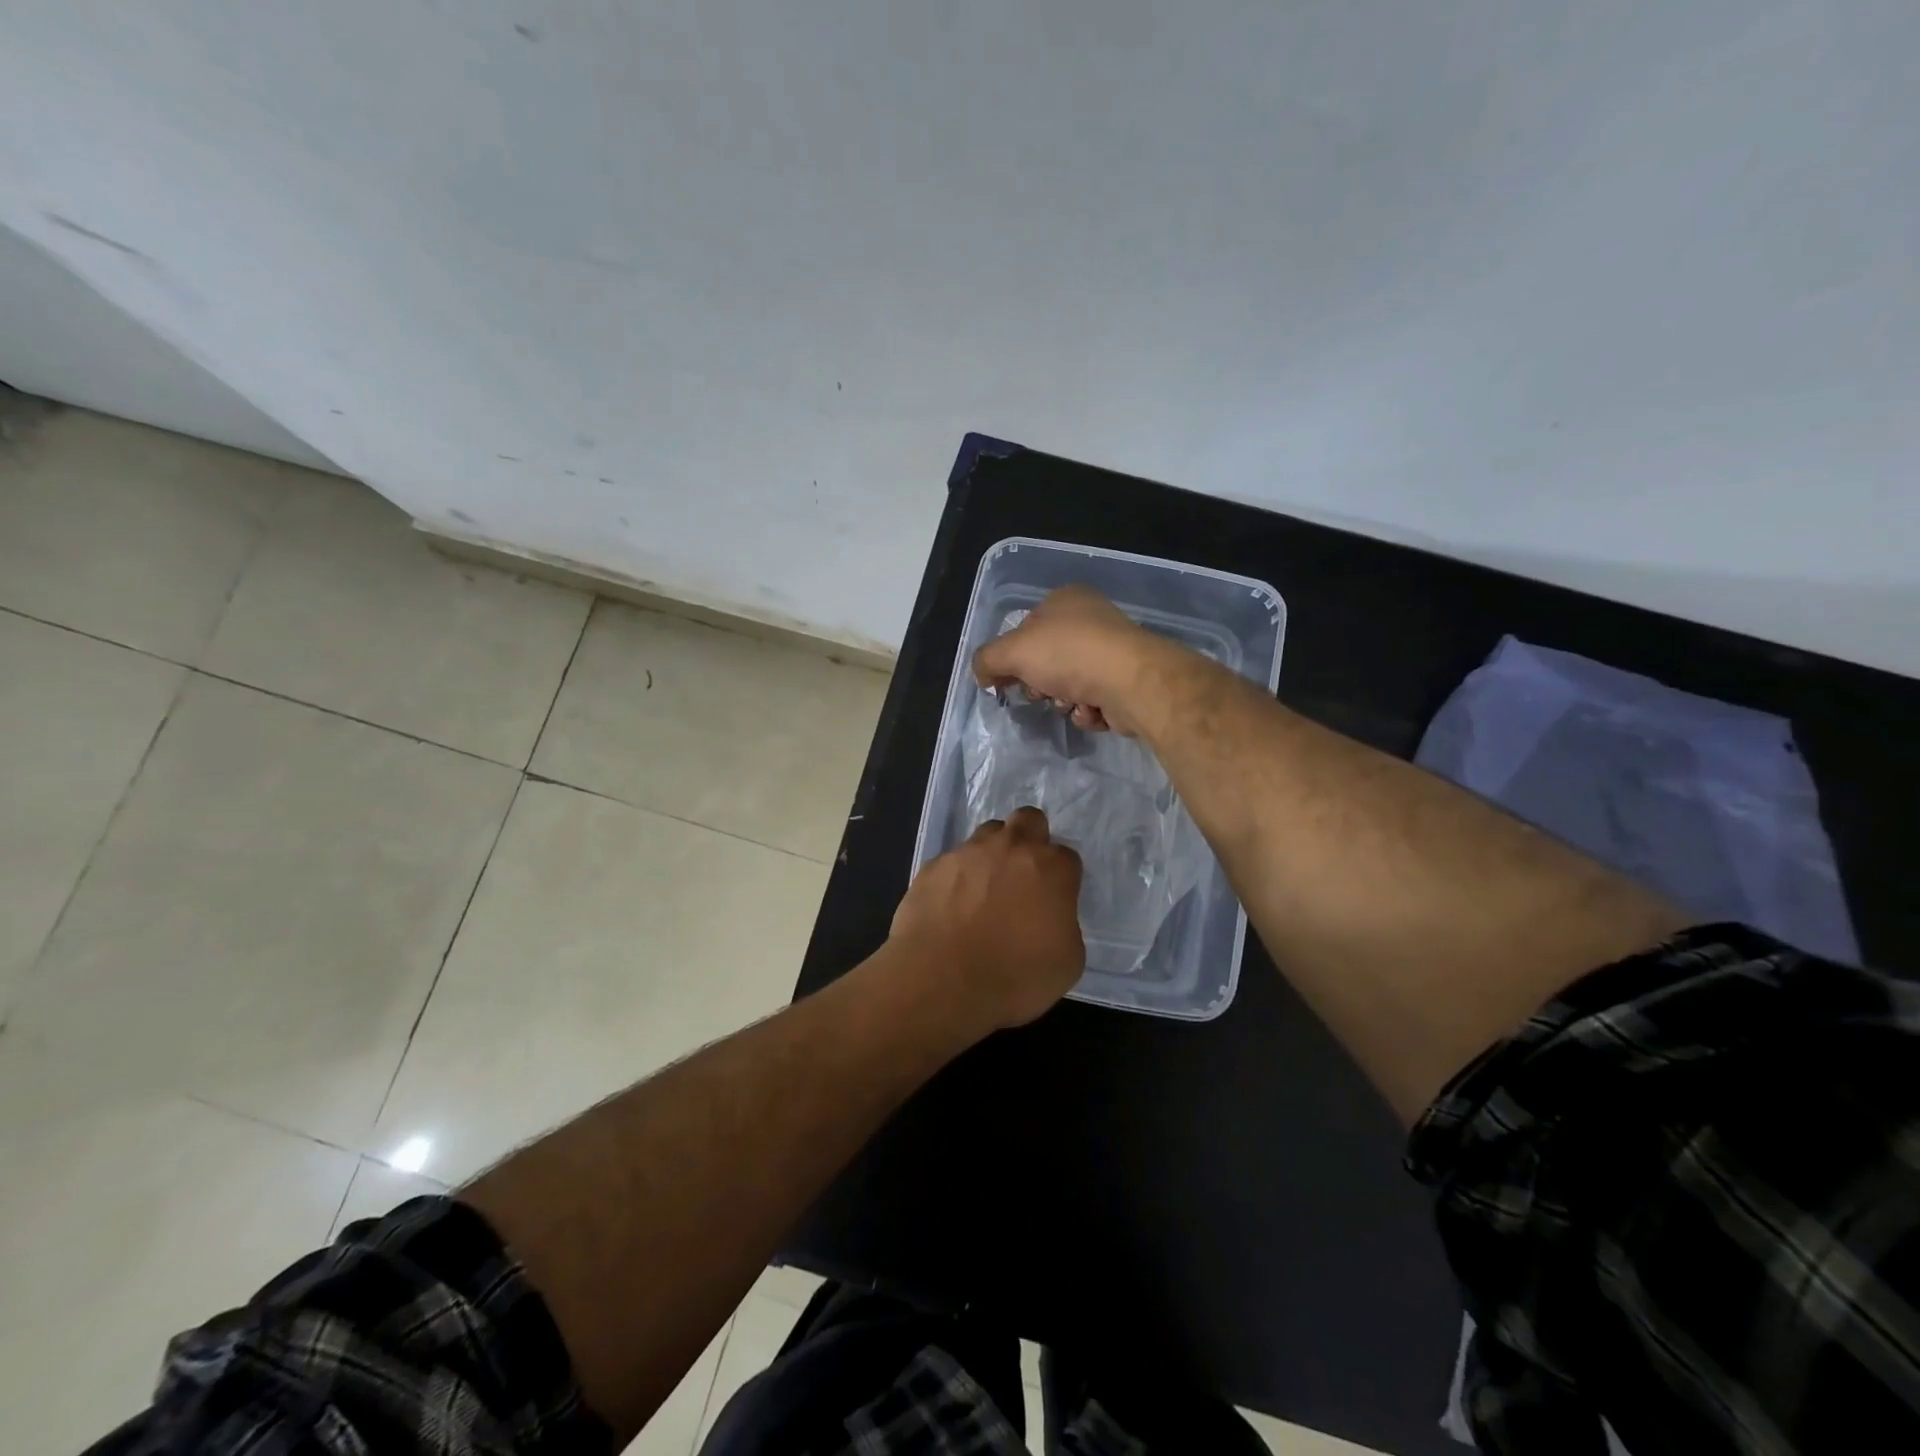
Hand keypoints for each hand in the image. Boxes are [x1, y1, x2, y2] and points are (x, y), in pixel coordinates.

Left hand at [889, 807, 1083, 1029]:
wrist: (941, 981)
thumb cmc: (1014, 977)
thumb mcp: (1067, 963)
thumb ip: (1064, 925)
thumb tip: (1049, 917)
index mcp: (1051, 868)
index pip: (1066, 856)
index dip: (1060, 878)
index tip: (1053, 900)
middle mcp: (1011, 848)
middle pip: (1028, 820)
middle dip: (1030, 839)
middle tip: (1023, 875)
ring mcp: (967, 852)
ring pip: (987, 834)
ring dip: (991, 854)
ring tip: (983, 891)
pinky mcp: (933, 866)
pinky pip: (951, 861)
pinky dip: (955, 878)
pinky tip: (950, 907)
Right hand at [971, 585, 1162, 734]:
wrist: (1130, 682)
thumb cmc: (1068, 655)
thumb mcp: (1012, 651)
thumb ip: (987, 660)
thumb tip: (982, 675)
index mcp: (1065, 600)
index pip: (1026, 629)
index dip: (1012, 656)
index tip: (1007, 679)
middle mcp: (1090, 620)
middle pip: (1046, 660)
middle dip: (1040, 683)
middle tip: (1041, 691)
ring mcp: (1111, 651)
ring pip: (1069, 684)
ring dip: (1063, 700)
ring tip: (1072, 702)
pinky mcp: (1126, 682)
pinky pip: (1093, 701)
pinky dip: (1087, 711)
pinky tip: (1092, 710)